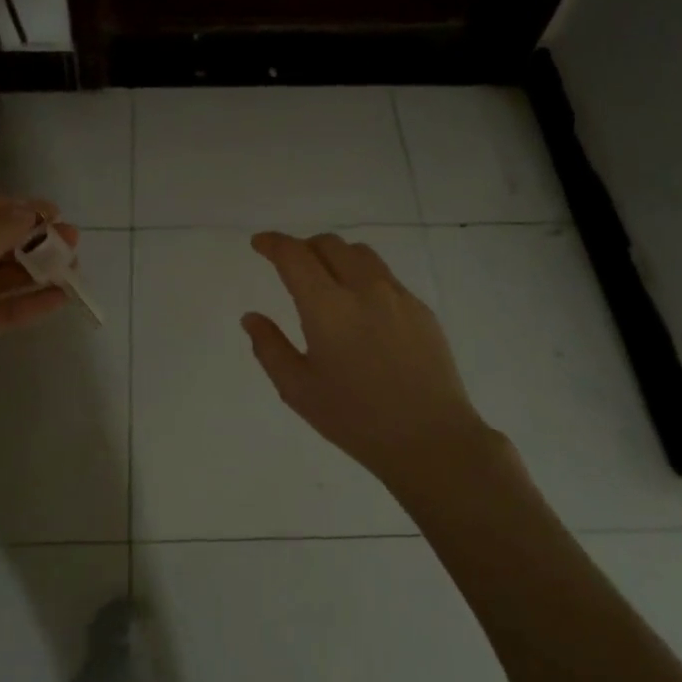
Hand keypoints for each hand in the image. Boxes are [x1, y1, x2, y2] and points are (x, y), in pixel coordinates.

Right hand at [242, 231, 509, 502]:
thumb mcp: (298, 390)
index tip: (259, 244)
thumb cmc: (355, 419)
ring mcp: (397, 296)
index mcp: (327, 307)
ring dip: (335, 255)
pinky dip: (362, 276)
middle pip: (329, 244)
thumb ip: (269, 347)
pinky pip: (385, 276)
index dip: (272, 243)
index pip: (294, 255)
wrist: (430, 438)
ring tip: (326, 279)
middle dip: (303, 247)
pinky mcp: (421, 310)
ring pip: (360, 254)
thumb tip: (252, 317)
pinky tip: (361, 308)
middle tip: (290, 266)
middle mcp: (363, 289)